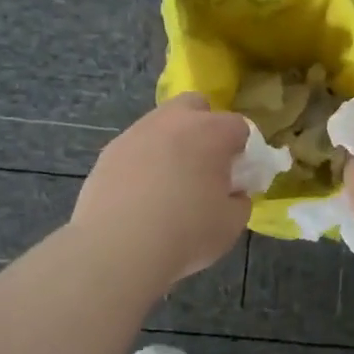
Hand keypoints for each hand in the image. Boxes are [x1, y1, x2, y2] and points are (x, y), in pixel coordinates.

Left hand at [70, 94, 250, 284]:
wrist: (118, 248)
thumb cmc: (186, 233)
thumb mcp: (231, 223)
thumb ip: (239, 200)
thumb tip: (232, 192)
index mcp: (211, 132)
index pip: (239, 126)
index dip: (242, 150)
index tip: (238, 175)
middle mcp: (174, 121)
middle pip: (196, 106)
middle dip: (204, 126)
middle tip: (204, 164)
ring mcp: (137, 132)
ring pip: (162, 124)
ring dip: (171, 143)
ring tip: (168, 182)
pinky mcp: (110, 151)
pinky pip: (136, 147)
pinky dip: (143, 161)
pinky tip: (141, 193)